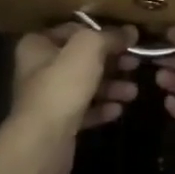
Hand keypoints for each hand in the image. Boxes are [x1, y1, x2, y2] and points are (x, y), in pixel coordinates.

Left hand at [7, 24, 139, 173]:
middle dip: (112, 62)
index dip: (103, 32)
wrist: (42, 143)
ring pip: (86, 85)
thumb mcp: (88, 48)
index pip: (75, 30)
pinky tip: (119, 110)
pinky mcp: (58, 124)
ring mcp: (48, 98)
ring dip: (111, 86)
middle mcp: (39, 68)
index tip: (128, 39)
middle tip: (136, 63)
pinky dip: (102, 108)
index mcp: (38, 44)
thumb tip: (131, 31)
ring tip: (133, 92)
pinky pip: (84, 110)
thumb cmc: (62, 86)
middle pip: (82, 58)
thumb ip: (110, 36)